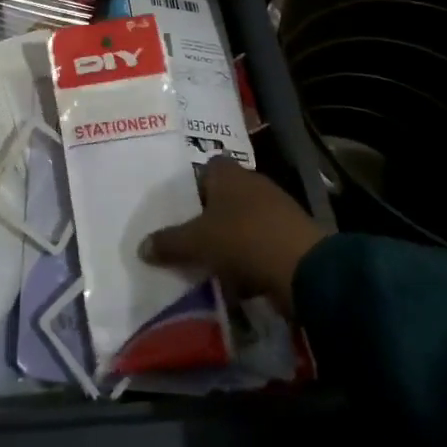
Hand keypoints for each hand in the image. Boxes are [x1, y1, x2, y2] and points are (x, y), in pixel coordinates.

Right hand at [140, 158, 331, 314]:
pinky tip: (237, 279)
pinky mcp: (291, 235)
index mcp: (229, 174)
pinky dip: (249, 257)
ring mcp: (276, 208)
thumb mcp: (196, 243)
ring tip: (208, 262)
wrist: (305, 269)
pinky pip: (260, 242)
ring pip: (242, 221)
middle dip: (208, 217)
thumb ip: (168, 243)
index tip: (178, 208)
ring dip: (229, 239)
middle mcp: (253, 183)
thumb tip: (141, 246)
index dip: (191, 186)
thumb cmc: (243, 240)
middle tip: (187, 238)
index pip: (206, 167)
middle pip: (223, 196)